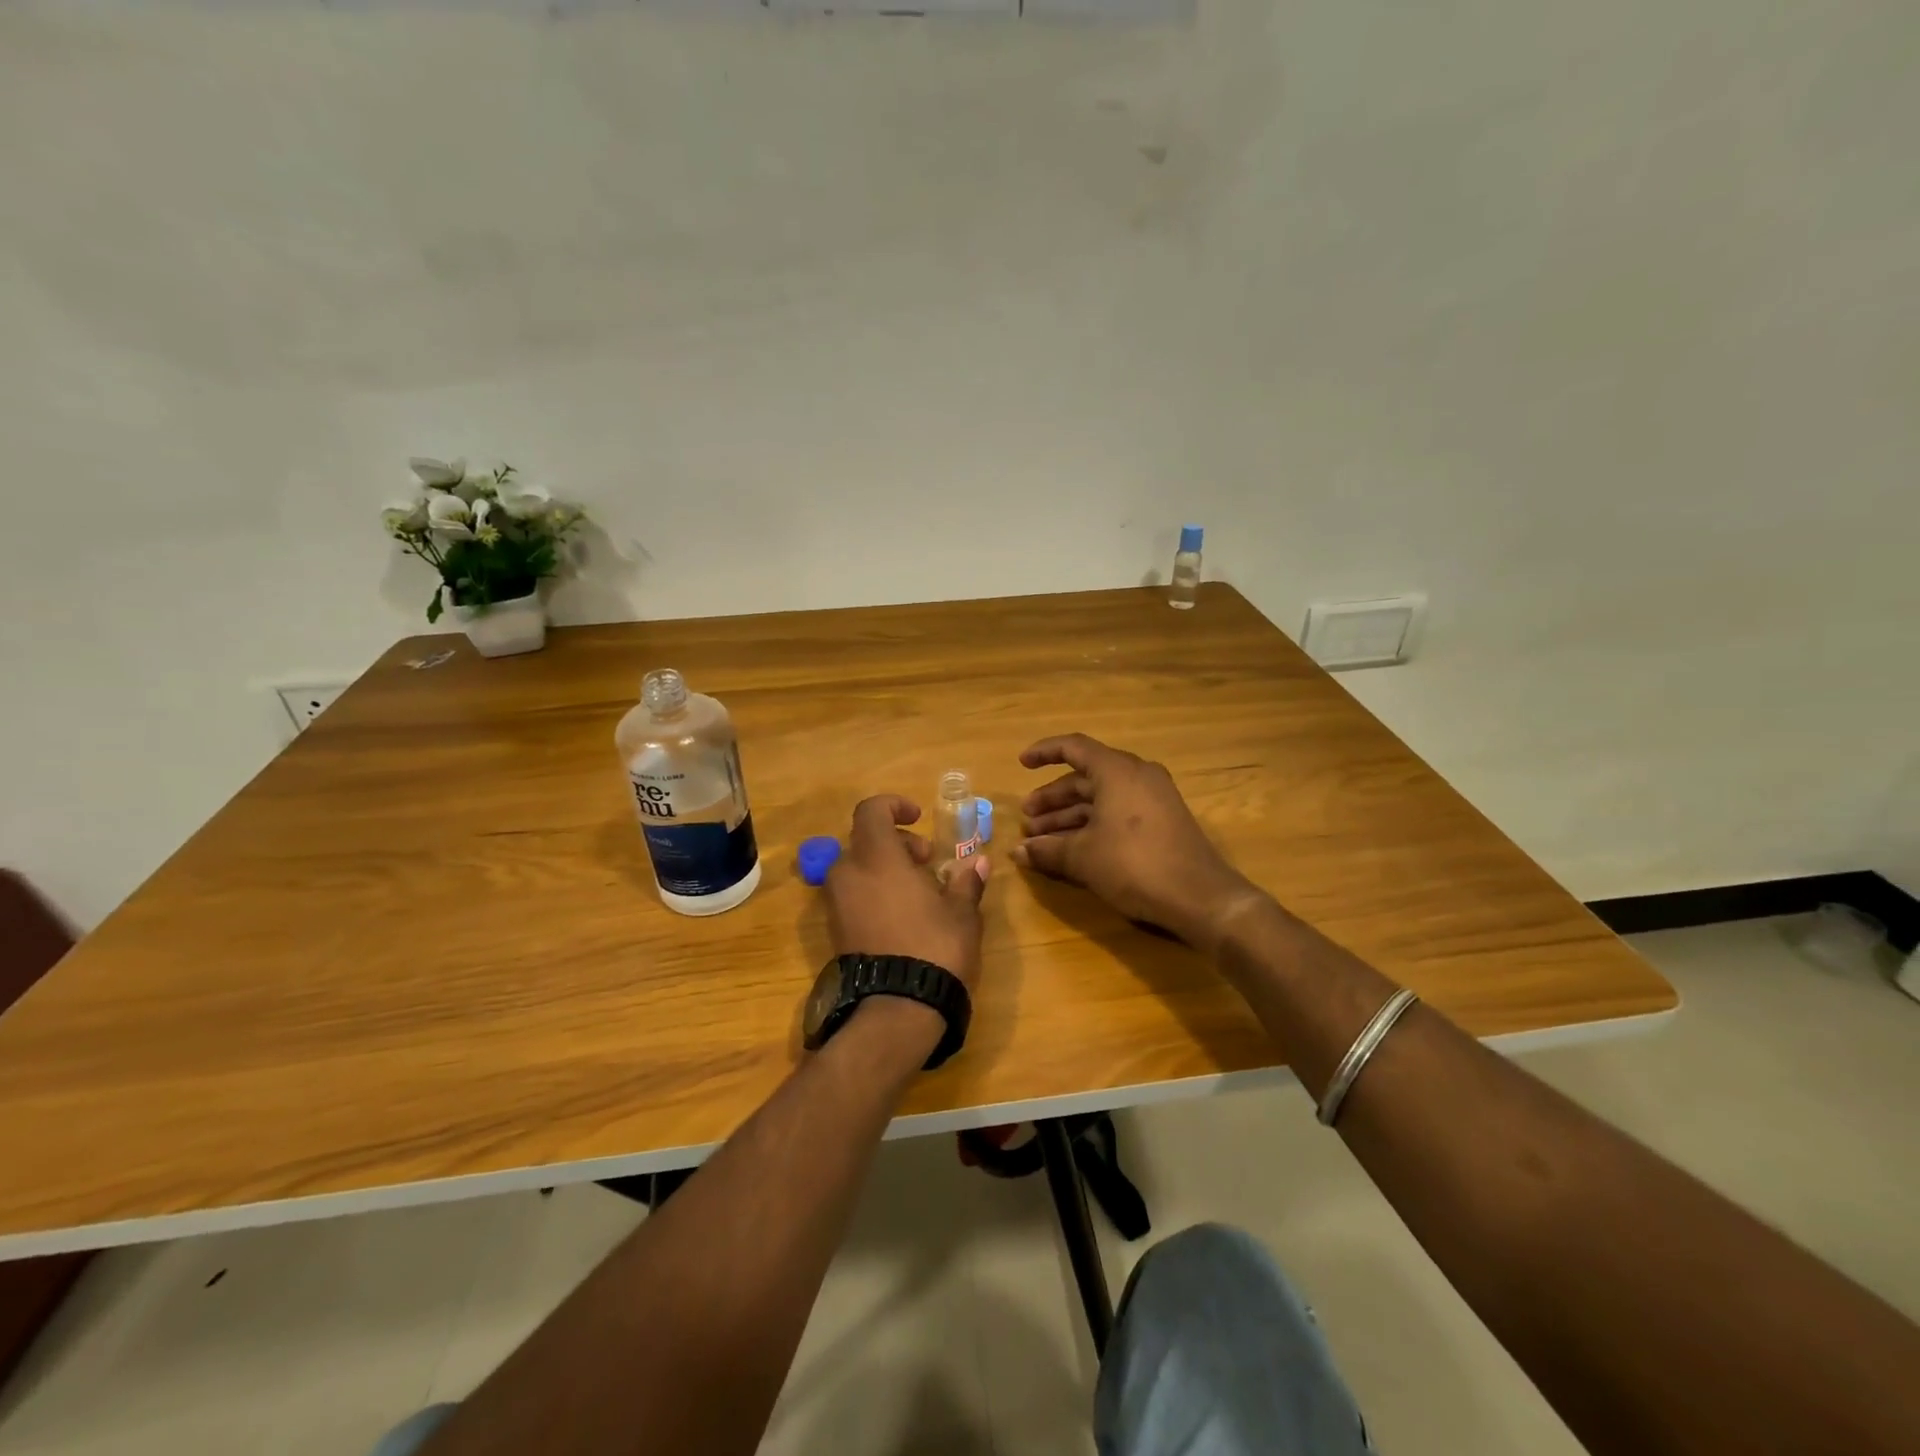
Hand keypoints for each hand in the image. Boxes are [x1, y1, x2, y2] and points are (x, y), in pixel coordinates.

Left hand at [824, 795, 990, 996]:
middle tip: (926, 860)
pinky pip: (852, 895)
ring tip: (918, 891)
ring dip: (884, 868)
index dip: (894, 806)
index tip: (918, 818)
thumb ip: (966, 882)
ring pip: (856, 869)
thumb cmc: (934, 948)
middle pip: (865, 840)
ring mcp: (837, 905)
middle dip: (896, 842)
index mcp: (877, 858)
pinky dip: (873, 892)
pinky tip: (902, 916)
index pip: (871, 811)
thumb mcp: (961, 913)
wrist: (896, 1009)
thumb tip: (979, 862)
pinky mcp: (835, 932)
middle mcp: (849, 874)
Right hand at [1012, 733, 1257, 951]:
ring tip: (1042, 840)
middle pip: (1085, 778)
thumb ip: (1047, 850)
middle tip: (1028, 819)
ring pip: (1101, 798)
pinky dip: (1092, 825)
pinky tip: (1071, 849)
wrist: (1200, 897)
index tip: (1021, 764)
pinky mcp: (1163, 821)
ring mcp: (1154, 798)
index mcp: (1117, 770)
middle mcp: (1137, 775)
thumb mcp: (1083, 857)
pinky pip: (1118, 812)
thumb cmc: (1134, 865)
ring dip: (1069, 816)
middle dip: (1053, 799)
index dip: (1044, 753)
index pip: (1074, 747)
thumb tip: (1018, 853)